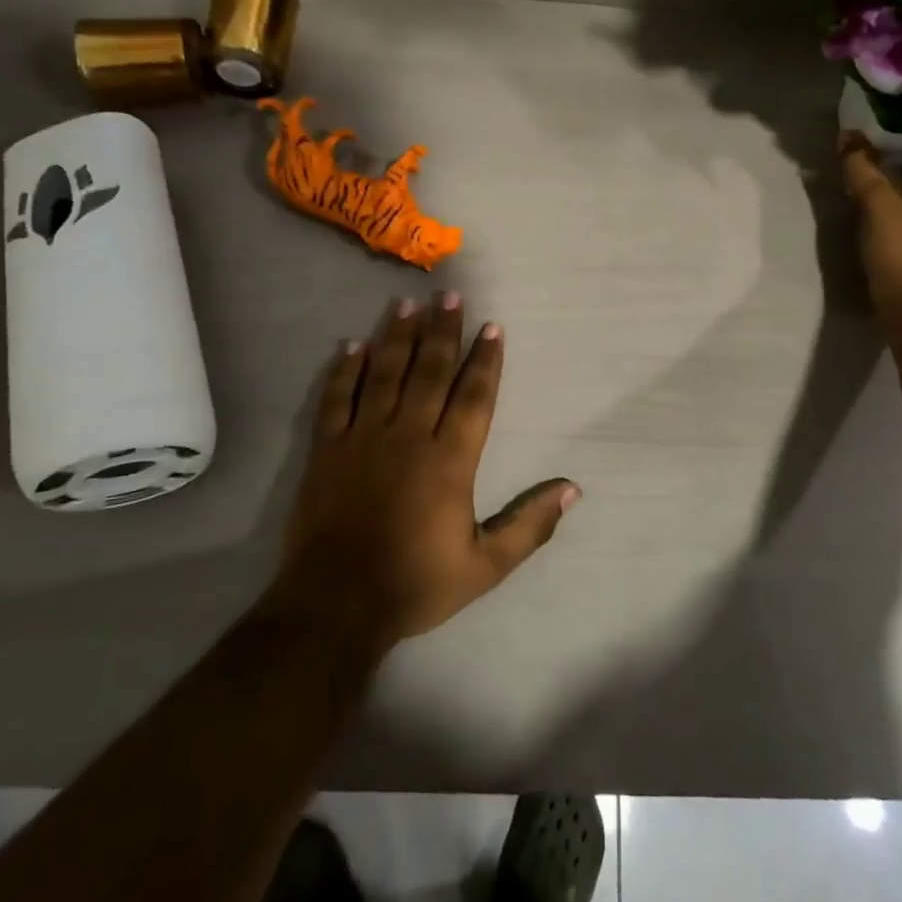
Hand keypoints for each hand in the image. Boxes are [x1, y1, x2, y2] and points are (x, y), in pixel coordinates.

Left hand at [273, 293, 578, 647]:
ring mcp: (363, 439)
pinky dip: (346, 370)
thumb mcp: (485, 566)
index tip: (492, 327)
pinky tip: (353, 345)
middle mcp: (408, 437)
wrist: (336, 606)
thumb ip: (530, 524)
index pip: (473, 397)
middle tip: (450, 295)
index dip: (486, 360)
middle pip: (430, 372)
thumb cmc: (415, 584)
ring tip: (408, 304)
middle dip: (443, 331)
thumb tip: (573, 488)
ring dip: (398, 337)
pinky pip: (337, 399)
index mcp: (449, 461)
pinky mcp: (328, 450)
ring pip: (385, 374)